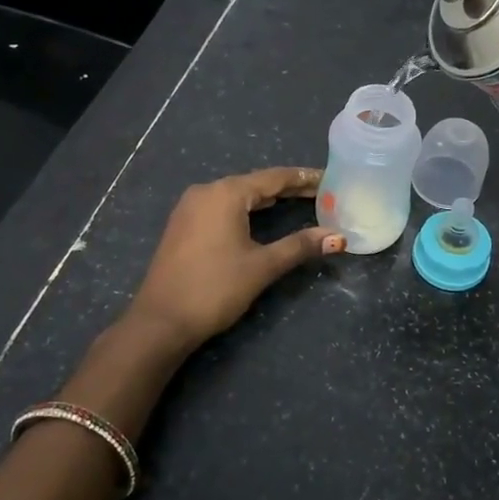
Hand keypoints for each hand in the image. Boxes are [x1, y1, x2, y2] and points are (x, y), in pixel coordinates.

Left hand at [125, 167, 344, 350]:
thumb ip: (299, 246)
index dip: (304, 178)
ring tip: (298, 201)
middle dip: (288, 188)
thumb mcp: (262, 266)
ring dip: (267, 199)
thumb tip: (338, 237)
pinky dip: (247, 209)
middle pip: (255, 183)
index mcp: (226, 193)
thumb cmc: (215, 288)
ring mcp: (190, 208)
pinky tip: (262, 217)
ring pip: (237, 195)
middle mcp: (206, 192)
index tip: (330, 178)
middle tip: (321, 192)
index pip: (274, 177)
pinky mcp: (183, 225)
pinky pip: (222, 207)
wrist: (160, 321)